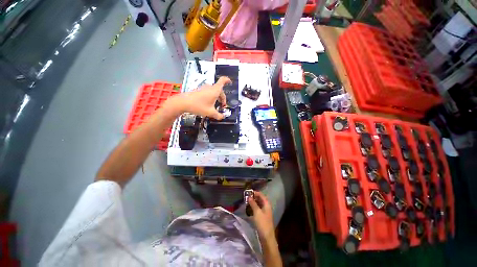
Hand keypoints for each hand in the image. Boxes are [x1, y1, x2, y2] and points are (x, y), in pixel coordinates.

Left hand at [165, 76, 230, 119]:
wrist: (183, 103)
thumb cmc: (198, 106)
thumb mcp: (210, 113)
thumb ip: (218, 115)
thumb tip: (222, 117)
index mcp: (215, 90)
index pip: (223, 81)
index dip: (227, 80)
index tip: (230, 82)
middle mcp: (210, 87)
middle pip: (220, 90)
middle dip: (223, 98)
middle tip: (222, 106)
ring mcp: (204, 88)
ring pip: (214, 92)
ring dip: (217, 98)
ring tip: (215, 106)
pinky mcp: (199, 90)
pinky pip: (209, 92)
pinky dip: (211, 97)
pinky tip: (209, 104)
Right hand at [249, 191, 275, 241]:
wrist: (267, 237)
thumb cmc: (262, 223)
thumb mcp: (257, 212)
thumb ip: (253, 203)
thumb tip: (249, 196)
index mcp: (266, 203)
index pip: (261, 194)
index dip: (255, 192)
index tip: (248, 192)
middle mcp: (266, 206)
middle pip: (260, 199)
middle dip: (253, 197)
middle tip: (246, 197)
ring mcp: (265, 212)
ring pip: (258, 204)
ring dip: (253, 202)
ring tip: (246, 202)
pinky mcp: (262, 217)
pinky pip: (258, 209)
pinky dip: (254, 207)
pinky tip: (249, 209)